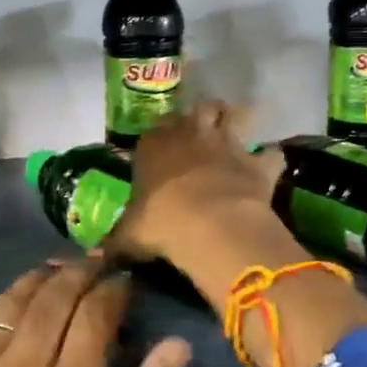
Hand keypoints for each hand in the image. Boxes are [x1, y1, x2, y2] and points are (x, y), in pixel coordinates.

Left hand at [0, 261, 191, 366]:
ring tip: (57, 273)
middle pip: (52, 295)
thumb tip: (176, 345)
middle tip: (96, 266)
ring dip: (38, 280)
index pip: (95, 311)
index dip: (114, 289)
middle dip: (80, 272)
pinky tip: (10, 307)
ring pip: (10, 303)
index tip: (126, 282)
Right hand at [107, 102, 283, 268]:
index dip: (162, 134)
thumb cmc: (161, 224)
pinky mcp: (257, 162)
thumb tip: (95, 258)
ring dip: (239, 119)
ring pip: (238, 113)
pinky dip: (270, 160)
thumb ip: (114, 243)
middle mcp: (192, 133)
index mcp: (154, 144)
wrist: (210, 226)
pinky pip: (271, 153)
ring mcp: (228, 143)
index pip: (156, 127)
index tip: (163, 146)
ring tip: (239, 133)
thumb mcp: (128, 236)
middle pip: (201, 108)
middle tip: (205, 131)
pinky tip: (268, 169)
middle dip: (205, 115)